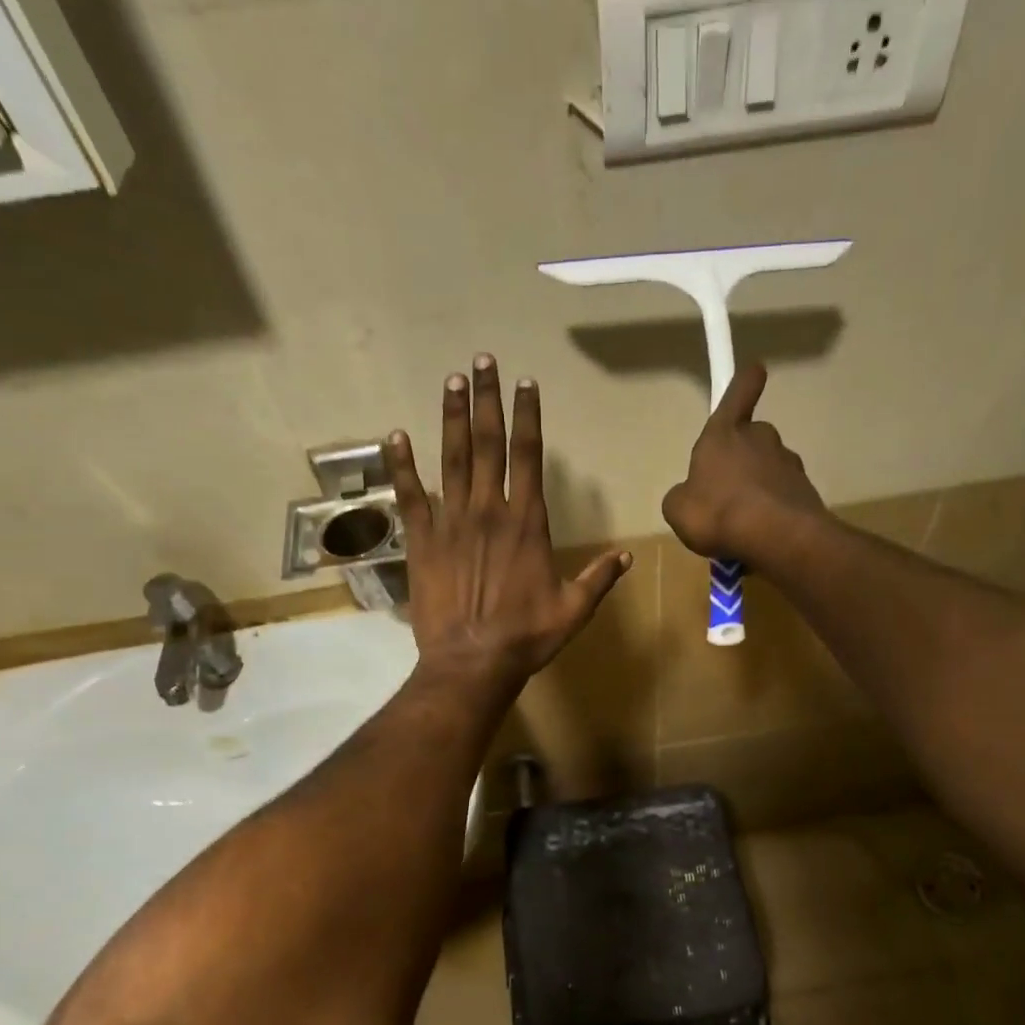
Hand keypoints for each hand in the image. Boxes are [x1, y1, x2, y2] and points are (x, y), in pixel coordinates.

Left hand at [384, 354, 629, 697]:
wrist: (472, 662)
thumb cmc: (526, 637)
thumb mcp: (573, 610)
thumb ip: (599, 578)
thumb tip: (628, 557)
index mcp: (527, 523)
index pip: (528, 457)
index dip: (527, 416)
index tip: (524, 383)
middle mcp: (489, 511)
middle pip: (489, 444)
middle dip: (487, 400)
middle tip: (482, 361)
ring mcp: (451, 522)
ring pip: (452, 459)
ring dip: (452, 418)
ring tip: (452, 381)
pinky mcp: (422, 540)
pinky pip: (410, 495)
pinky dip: (402, 465)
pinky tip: (396, 435)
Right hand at [662, 363, 825, 562]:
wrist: (777, 537)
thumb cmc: (717, 512)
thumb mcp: (677, 509)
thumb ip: (681, 496)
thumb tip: (690, 495)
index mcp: (724, 434)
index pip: (737, 395)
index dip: (744, 382)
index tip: (755, 369)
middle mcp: (760, 439)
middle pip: (751, 439)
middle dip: (741, 459)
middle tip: (725, 492)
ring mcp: (787, 464)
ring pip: (768, 471)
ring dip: (756, 489)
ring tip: (741, 525)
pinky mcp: (805, 492)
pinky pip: (781, 498)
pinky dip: (771, 512)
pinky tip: (759, 538)